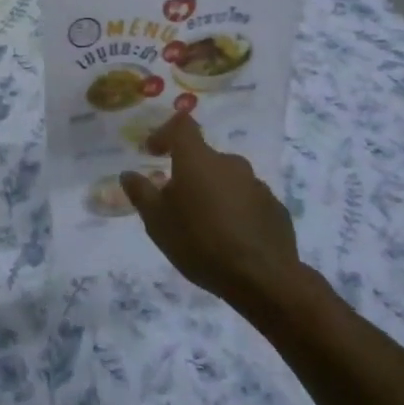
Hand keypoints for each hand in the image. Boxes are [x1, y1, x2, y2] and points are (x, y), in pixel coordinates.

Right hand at [120, 114, 300, 310]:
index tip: (153, 152)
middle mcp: (230, 163)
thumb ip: (141, 193)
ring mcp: (257, 185)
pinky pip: (247, 200)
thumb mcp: (157, 222)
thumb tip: (128, 174)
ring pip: (227, 180)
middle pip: (204, 158)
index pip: (182, 126)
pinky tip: (231, 237)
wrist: (263, 278)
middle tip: (177, 202)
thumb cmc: (200, 242)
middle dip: (188, 173)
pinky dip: (235, 210)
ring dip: (213, 193)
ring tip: (205, 224)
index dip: (165, 133)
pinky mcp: (275, 208)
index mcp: (198, 159)